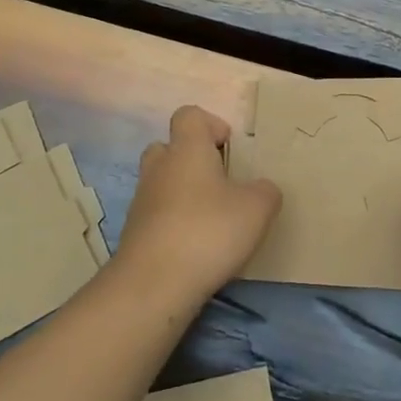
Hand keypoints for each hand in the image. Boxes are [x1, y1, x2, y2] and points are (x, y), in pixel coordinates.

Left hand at [116, 105, 281, 300]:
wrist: (153, 285)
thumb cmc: (208, 232)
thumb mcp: (258, 208)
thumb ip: (265, 191)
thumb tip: (261, 188)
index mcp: (187, 150)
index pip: (189, 115)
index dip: (211, 124)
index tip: (230, 148)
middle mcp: (159, 168)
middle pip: (170, 147)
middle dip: (193, 159)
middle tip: (220, 182)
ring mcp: (142, 201)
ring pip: (162, 182)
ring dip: (183, 193)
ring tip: (212, 218)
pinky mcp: (135, 233)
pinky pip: (157, 214)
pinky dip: (174, 222)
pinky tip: (196, 246)